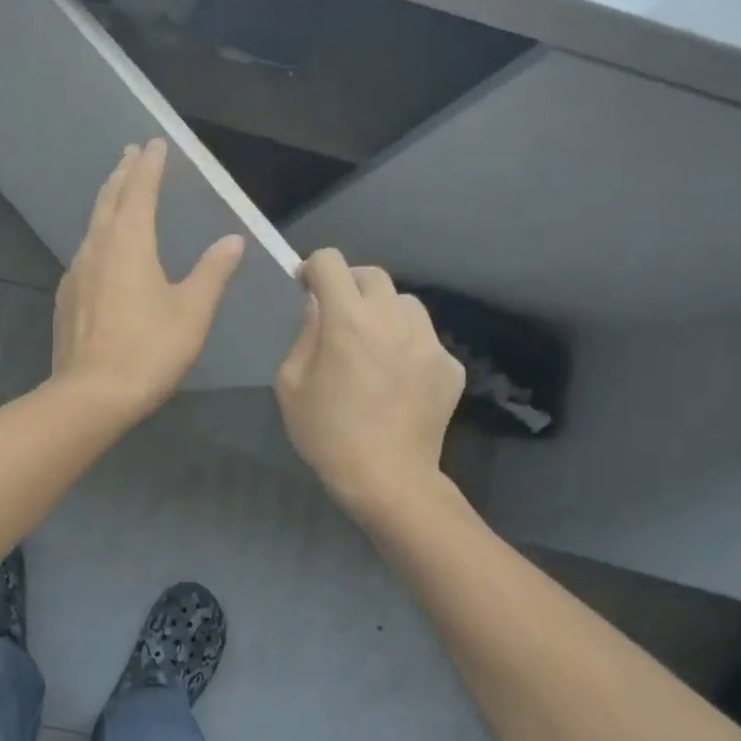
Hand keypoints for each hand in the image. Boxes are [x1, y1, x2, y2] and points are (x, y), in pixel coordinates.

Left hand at [51, 140, 244, 420]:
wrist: (91, 395)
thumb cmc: (149, 350)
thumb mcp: (192, 311)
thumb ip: (213, 272)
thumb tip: (232, 240)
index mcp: (129, 243)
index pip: (140, 190)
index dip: (149, 165)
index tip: (155, 143)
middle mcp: (98, 248)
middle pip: (110, 200)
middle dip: (123, 174)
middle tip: (131, 153)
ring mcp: (77, 272)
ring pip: (94, 225)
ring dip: (108, 202)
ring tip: (119, 191)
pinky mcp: (68, 297)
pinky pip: (85, 252)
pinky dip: (99, 235)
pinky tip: (103, 250)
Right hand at [275, 249, 465, 520]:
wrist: (387, 478)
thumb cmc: (327, 432)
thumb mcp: (290, 383)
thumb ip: (304, 335)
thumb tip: (318, 308)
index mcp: (347, 319)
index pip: (330, 262)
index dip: (313, 268)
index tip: (306, 287)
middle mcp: (392, 318)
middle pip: (372, 275)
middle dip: (349, 285)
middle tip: (338, 315)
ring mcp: (427, 341)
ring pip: (404, 302)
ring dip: (383, 311)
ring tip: (373, 343)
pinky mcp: (450, 365)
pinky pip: (425, 338)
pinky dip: (407, 344)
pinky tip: (397, 378)